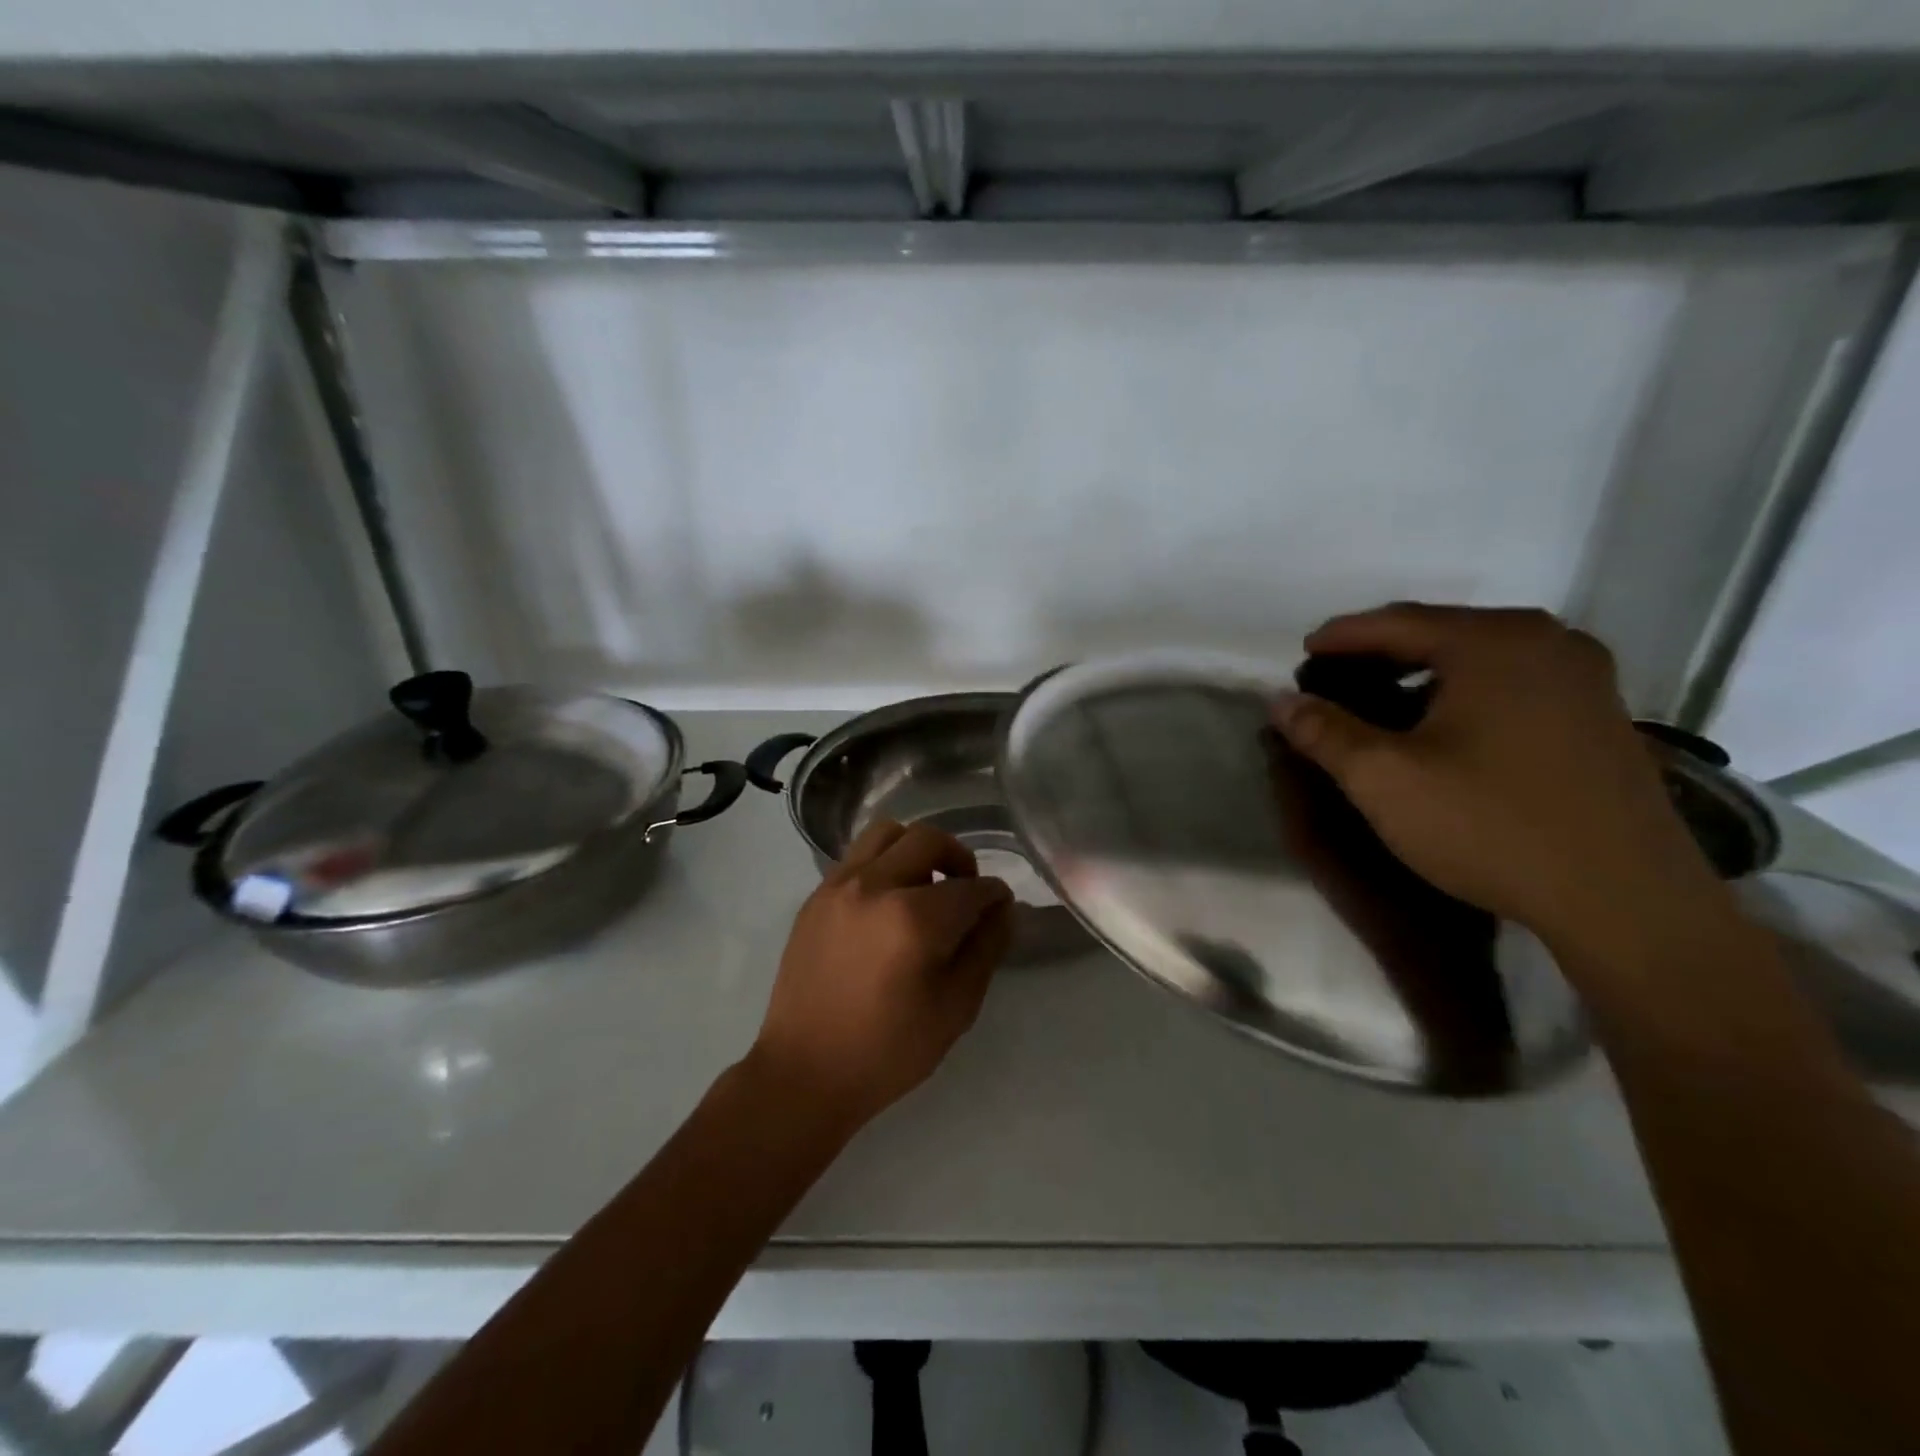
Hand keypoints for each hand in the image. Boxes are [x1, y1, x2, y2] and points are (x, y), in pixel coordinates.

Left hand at [749, 820, 1014, 1132]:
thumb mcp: (955, 1008)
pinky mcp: (816, 896)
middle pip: (929, 840)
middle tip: (966, 890)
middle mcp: (874, 886)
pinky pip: (857, 856)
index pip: (971, 888)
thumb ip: (984, 949)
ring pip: (887, 833)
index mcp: (913, 919)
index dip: (994, 895)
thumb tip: (1001, 909)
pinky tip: (888, 901)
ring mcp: (838, 885)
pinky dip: (883, 863)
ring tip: (924, 886)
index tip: (1000, 906)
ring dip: (916, 849)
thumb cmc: (888, 1051)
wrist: (805, 1072)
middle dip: (959, 859)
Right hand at [1269, 603, 1721, 953]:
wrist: (1624, 901)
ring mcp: (1584, 677)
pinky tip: (1444, 727)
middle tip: (1334, 680)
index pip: (1395, 622)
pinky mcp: (1601, 714)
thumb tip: (1280, 700)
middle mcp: (1547, 641)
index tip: (1300, 655)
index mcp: (1494, 642)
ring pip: (1478, 658)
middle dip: (1380, 653)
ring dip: (1421, 674)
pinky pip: (1512, 682)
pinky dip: (1464, 691)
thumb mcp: (1384, 779)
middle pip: (1440, 632)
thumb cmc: (1490, 826)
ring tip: (1381, 703)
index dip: (1339, 637)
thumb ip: (1324, 732)